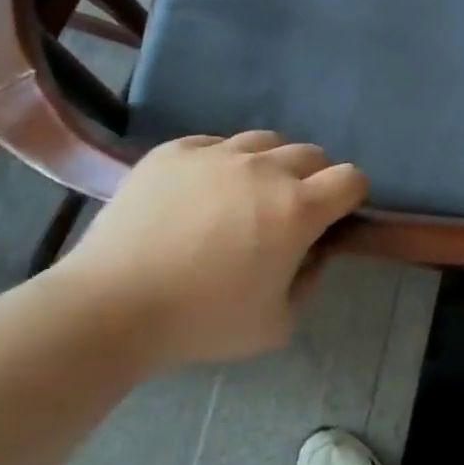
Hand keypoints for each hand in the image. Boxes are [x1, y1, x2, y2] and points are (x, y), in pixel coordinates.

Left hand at [53, 131, 367, 367]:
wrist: (111, 306)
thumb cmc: (202, 322)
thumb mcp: (276, 324)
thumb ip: (310, 281)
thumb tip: (314, 251)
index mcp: (297, 209)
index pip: (351, 178)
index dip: (352, 195)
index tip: (335, 217)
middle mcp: (264, 169)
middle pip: (312, 153)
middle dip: (313, 179)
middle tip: (288, 212)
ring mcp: (217, 153)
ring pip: (265, 141)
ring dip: (270, 165)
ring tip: (245, 195)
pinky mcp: (176, 150)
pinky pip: (215, 144)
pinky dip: (221, 163)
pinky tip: (201, 193)